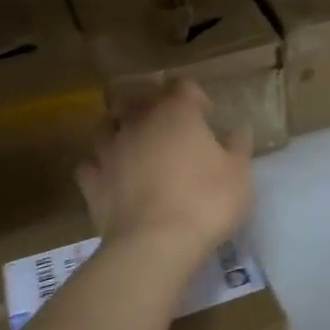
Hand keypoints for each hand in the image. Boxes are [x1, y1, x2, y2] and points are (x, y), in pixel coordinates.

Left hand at [78, 81, 253, 255]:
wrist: (155, 244)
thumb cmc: (206, 202)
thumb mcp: (239, 174)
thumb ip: (238, 146)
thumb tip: (237, 129)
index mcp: (176, 113)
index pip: (182, 86)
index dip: (195, 97)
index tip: (206, 116)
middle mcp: (138, 122)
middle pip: (139, 100)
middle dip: (153, 108)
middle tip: (169, 129)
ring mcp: (110, 151)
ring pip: (107, 126)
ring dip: (120, 130)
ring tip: (134, 145)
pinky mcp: (92, 182)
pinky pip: (91, 163)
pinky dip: (100, 164)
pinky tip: (111, 175)